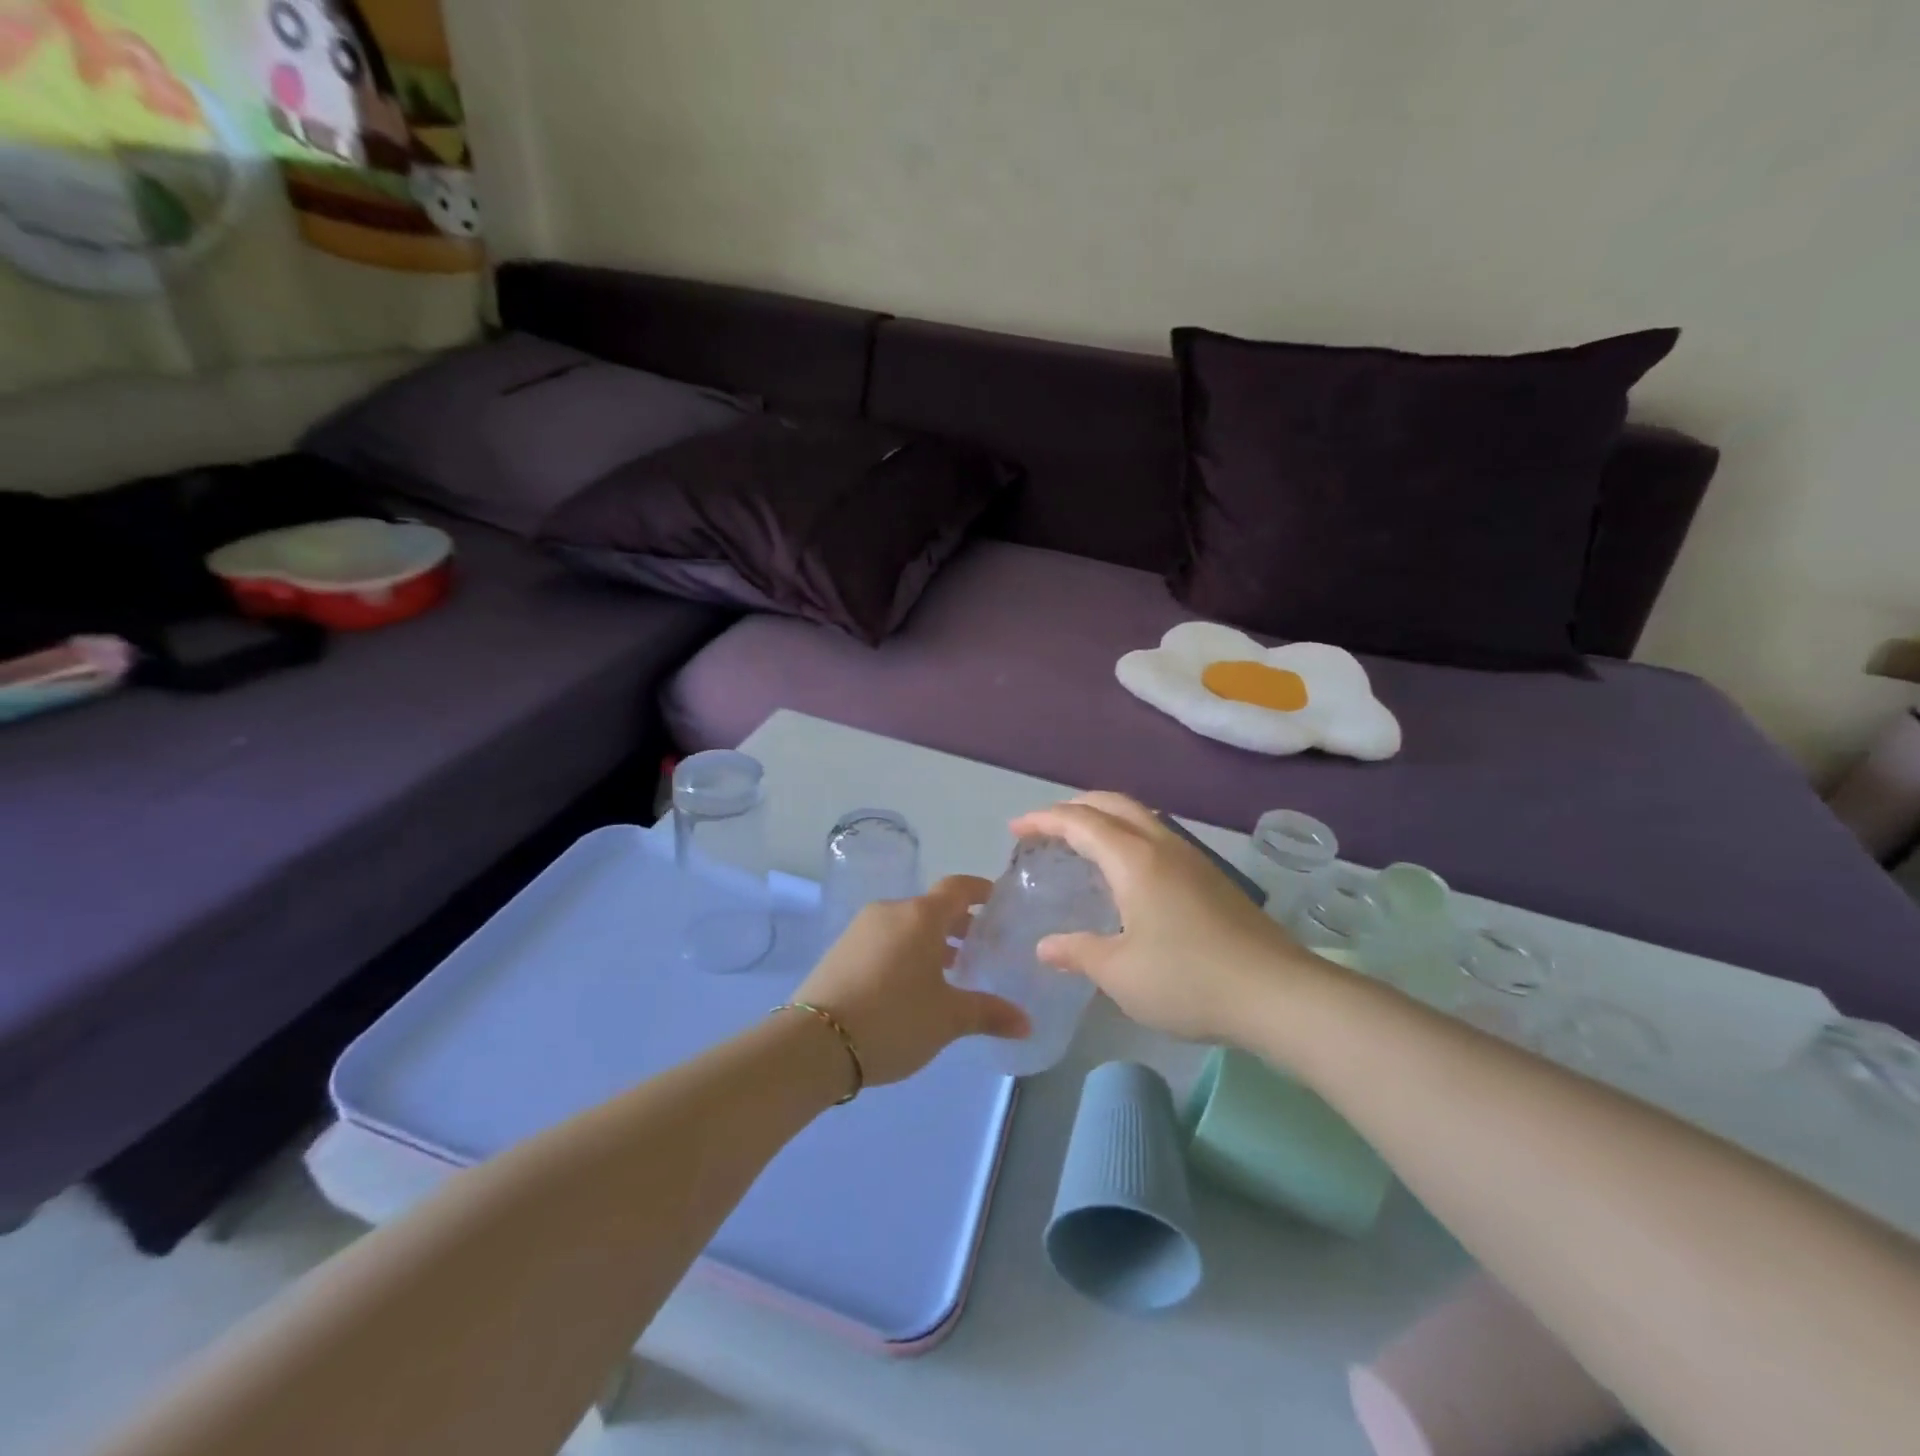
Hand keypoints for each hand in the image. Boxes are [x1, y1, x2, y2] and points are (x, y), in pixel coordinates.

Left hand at [794, 875, 1029, 1086]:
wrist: (814, 1043)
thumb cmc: (893, 1019)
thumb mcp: (948, 1019)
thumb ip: (989, 1013)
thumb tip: (1026, 1022)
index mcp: (920, 916)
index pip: (957, 887)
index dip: (980, 891)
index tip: (997, 901)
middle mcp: (890, 911)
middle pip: (931, 907)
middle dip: (957, 924)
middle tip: (980, 948)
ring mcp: (860, 929)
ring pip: (906, 925)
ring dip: (930, 941)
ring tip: (949, 972)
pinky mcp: (840, 950)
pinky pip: (884, 940)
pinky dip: (904, 951)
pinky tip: (910, 986)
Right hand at [1010, 793, 1315, 1043]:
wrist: (1279, 995)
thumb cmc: (1188, 979)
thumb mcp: (1120, 973)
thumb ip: (1078, 952)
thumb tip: (1045, 947)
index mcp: (1135, 860)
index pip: (1080, 822)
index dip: (1044, 819)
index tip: (1016, 829)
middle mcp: (1164, 846)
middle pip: (1114, 804)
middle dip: (1075, 807)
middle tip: (1047, 827)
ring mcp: (1194, 860)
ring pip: (1142, 818)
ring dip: (1106, 820)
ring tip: (1083, 845)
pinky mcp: (1213, 880)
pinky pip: (1159, 839)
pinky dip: (1129, 839)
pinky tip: (1128, 876)